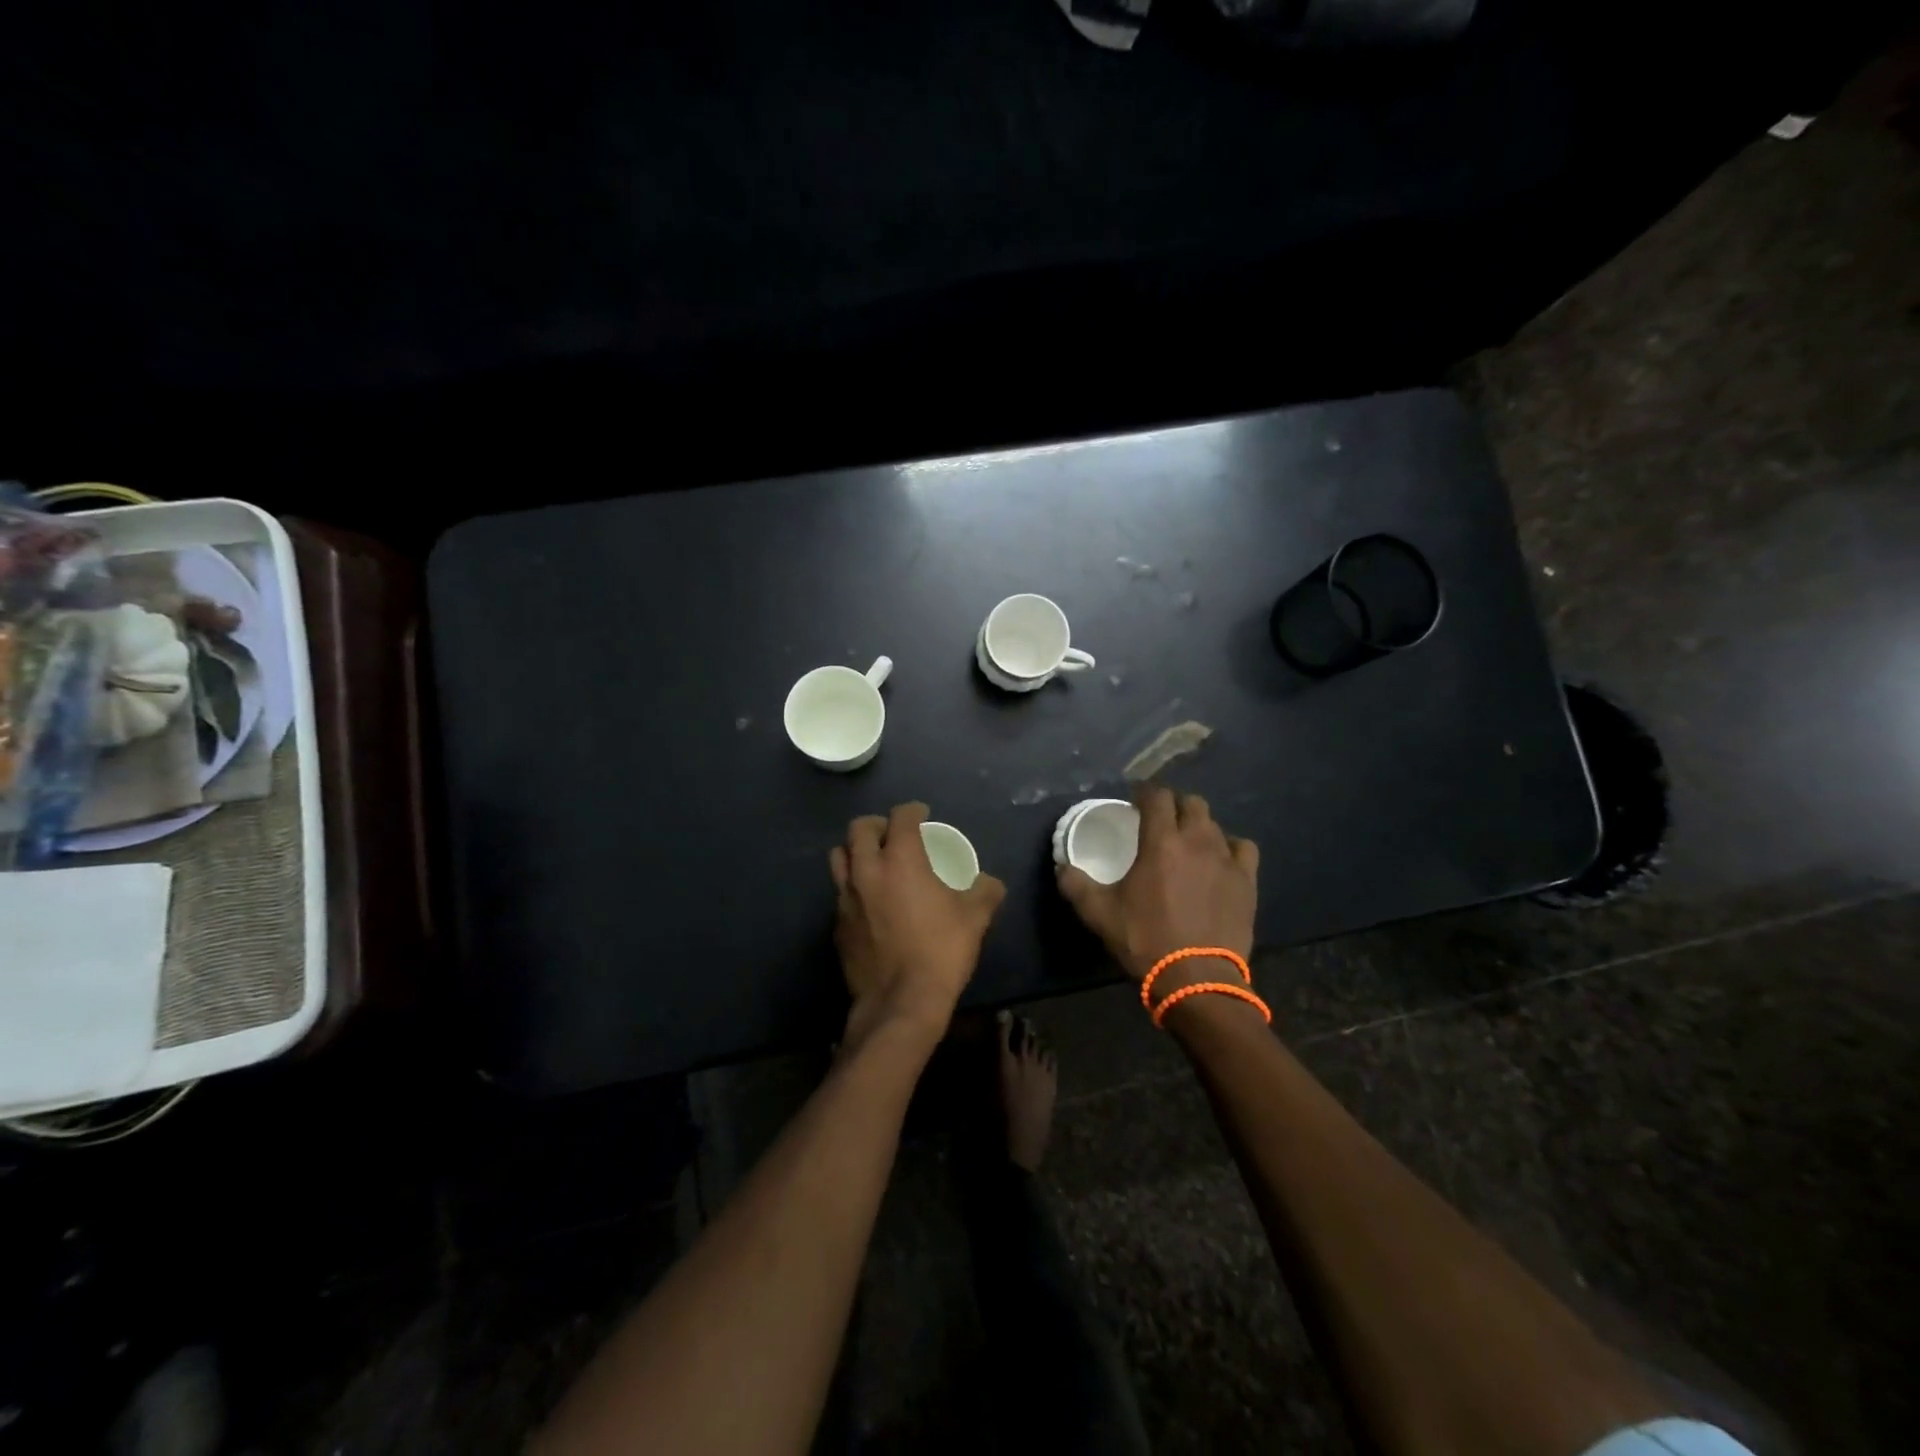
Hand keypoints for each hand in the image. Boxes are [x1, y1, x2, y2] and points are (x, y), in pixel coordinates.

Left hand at [830, 802, 1006, 1043]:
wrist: (900, 1002)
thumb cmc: (941, 951)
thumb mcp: (975, 918)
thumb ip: (984, 891)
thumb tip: (989, 883)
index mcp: (901, 859)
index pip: (901, 817)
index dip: (913, 810)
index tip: (922, 814)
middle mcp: (867, 870)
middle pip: (860, 829)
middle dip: (878, 825)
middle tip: (893, 834)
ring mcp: (846, 898)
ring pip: (840, 857)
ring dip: (856, 851)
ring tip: (874, 862)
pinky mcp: (837, 925)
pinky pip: (840, 893)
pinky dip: (853, 887)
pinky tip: (869, 903)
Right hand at [1056, 783, 1258, 981]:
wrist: (1196, 978)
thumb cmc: (1145, 939)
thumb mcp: (1098, 913)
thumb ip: (1075, 884)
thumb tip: (1062, 866)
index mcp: (1160, 842)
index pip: (1157, 796)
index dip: (1145, 792)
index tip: (1135, 801)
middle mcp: (1196, 840)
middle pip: (1191, 802)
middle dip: (1174, 804)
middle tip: (1160, 821)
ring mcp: (1226, 859)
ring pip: (1215, 824)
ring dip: (1198, 825)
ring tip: (1187, 842)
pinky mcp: (1247, 880)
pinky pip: (1242, 848)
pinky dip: (1229, 847)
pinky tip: (1219, 860)